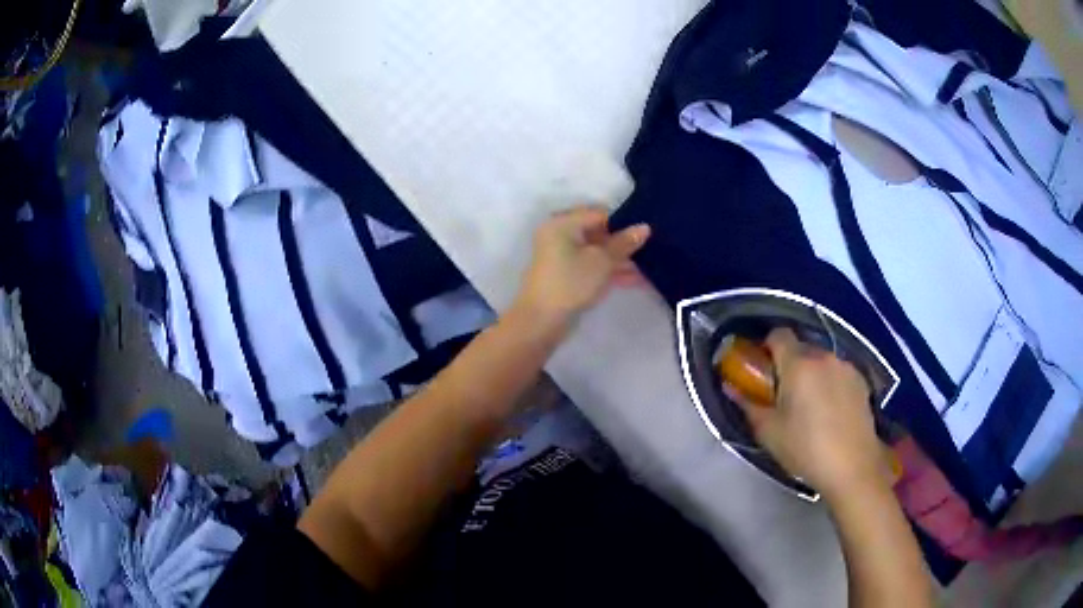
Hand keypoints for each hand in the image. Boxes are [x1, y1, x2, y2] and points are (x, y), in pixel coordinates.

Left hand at [513, 206, 649, 332]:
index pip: (598, 214)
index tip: (645, 233)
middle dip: (623, 243)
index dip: (623, 222)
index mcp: (562, 223)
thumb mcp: (602, 261)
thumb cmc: (571, 282)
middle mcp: (559, 235)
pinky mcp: (566, 276)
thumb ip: (624, 243)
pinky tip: (636, 279)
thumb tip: (644, 227)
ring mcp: (561, 257)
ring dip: (620, 260)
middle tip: (649, 249)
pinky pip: (592, 266)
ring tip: (648, 268)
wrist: (542, 321)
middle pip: (598, 233)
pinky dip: (610, 271)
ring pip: (596, 252)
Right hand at [727, 328, 889, 499]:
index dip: (767, 347)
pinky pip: (839, 372)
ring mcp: (846, 367)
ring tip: (810, 406)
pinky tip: (831, 411)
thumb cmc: (806, 449)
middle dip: (789, 364)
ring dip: (812, 374)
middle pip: (801, 347)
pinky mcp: (862, 380)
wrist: (853, 465)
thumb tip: (731, 387)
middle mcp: (824, 356)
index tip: (763, 371)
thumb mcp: (769, 432)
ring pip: (821, 360)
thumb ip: (748, 405)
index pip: (778, 334)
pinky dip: (831, 383)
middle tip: (784, 394)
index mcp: (798, 364)